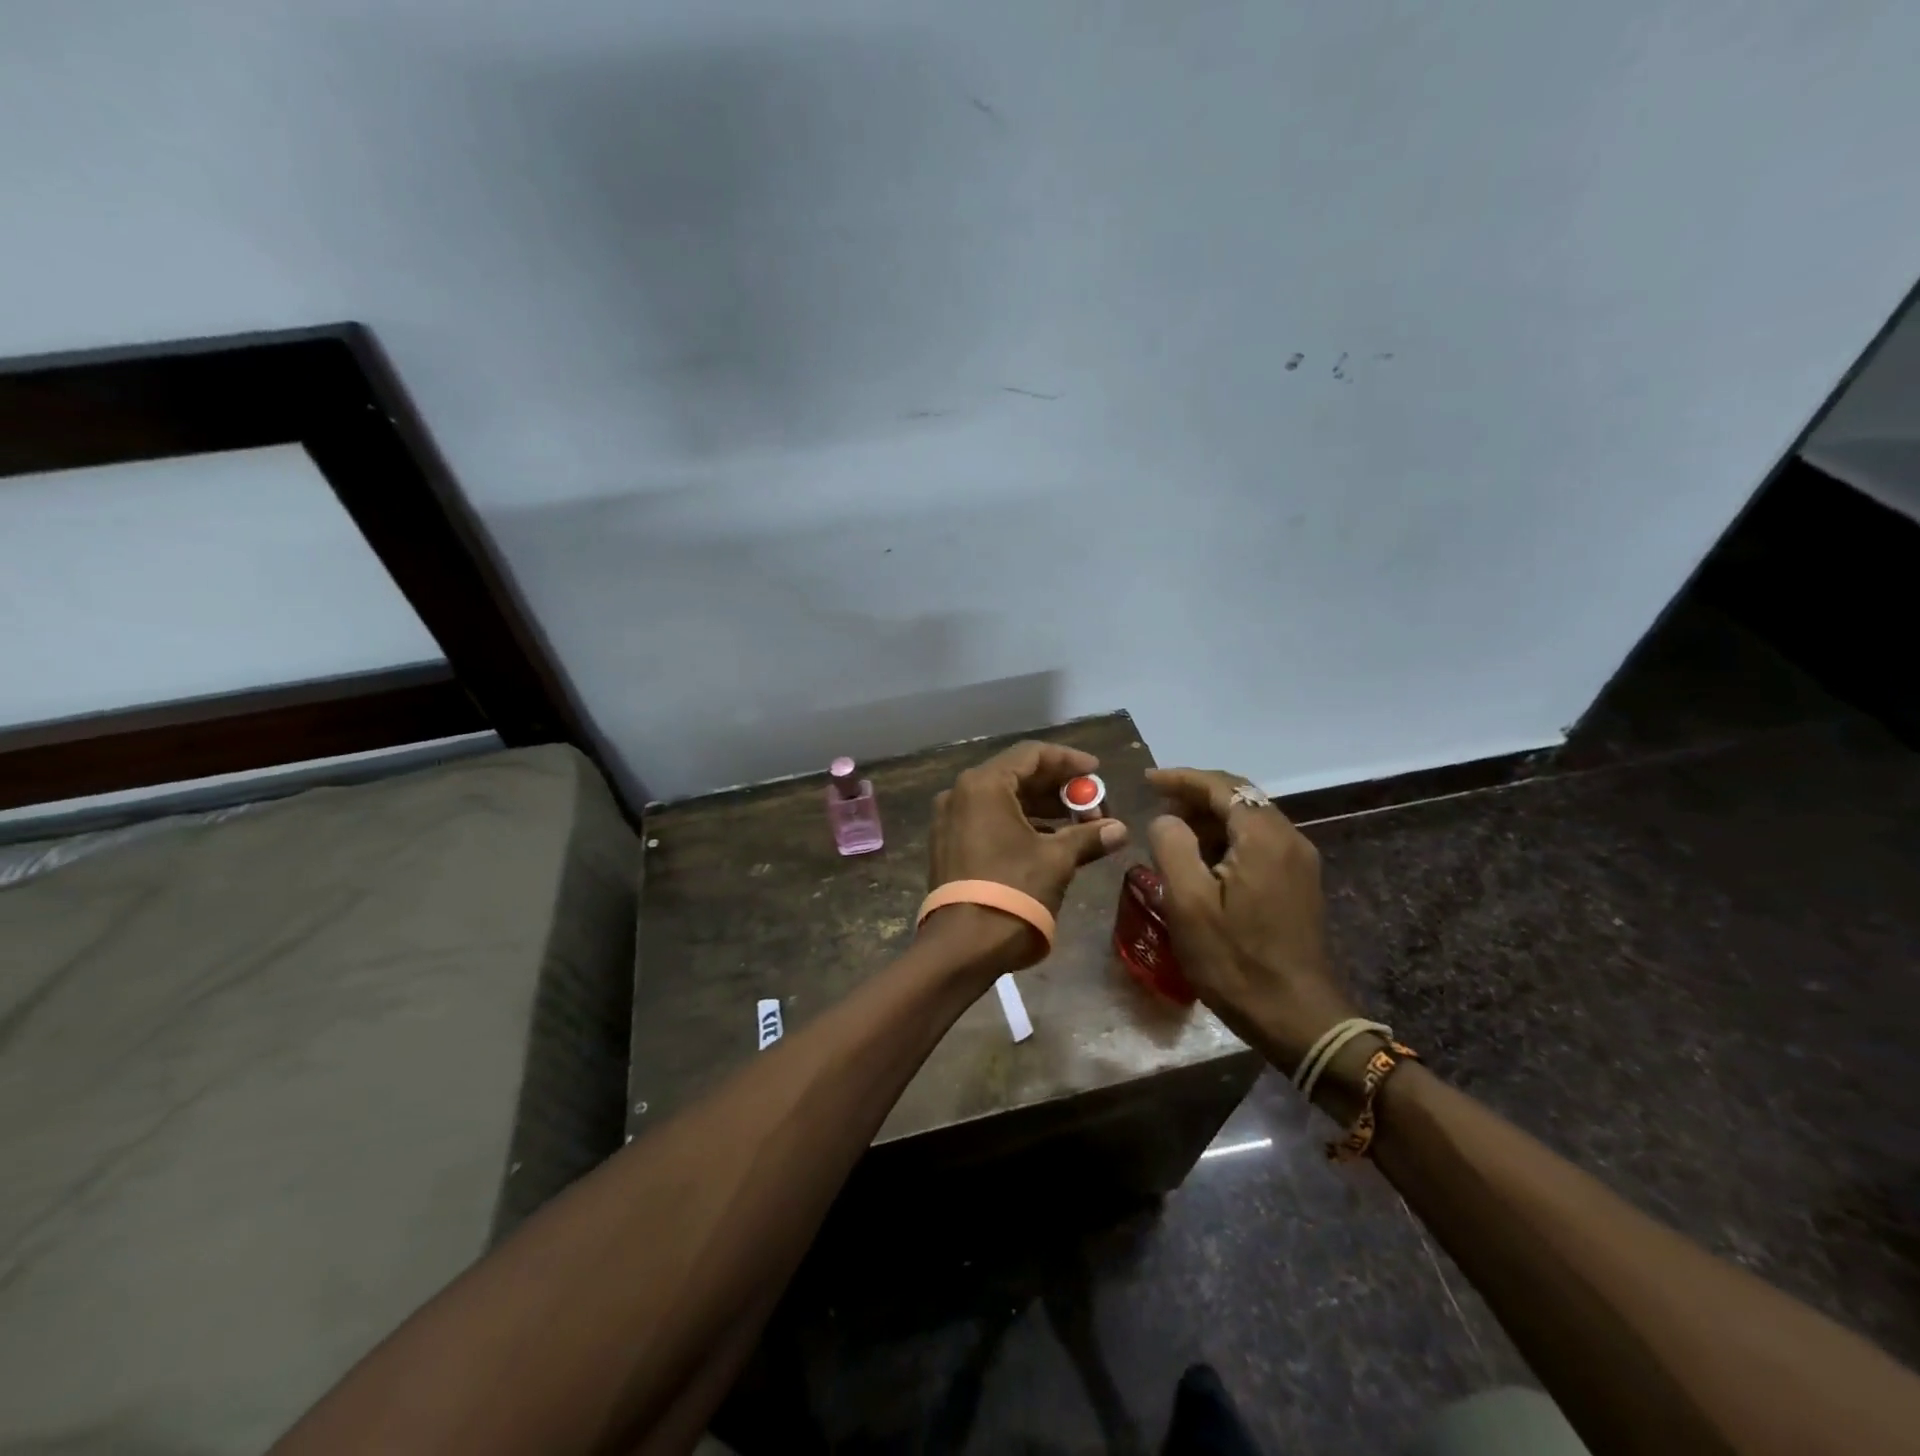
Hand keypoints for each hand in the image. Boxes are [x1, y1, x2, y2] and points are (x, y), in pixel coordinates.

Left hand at [926, 740, 1129, 967]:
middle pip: (1016, 775)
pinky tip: (1048, 840)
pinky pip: (988, 820)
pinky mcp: (948, 844)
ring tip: (1077, 823)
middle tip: (1092, 803)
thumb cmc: (1013, 891)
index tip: (1097, 772)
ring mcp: (949, 820)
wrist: (963, 945)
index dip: (1069, 761)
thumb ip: (1088, 836)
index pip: (1032, 754)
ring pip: (1002, 799)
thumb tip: (1120, 830)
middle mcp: (960, 793)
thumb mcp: (1057, 860)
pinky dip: (1019, 823)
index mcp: (984, 785)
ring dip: (1041, 807)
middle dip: (1058, 787)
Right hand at [1145, 768, 1360, 1073]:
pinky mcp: (1299, 883)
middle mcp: (1289, 839)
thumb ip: (1173, 847)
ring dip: (1210, 819)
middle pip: (1239, 798)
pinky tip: (1203, 862)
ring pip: (1249, 820)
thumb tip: (1167, 819)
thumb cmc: (1235, 961)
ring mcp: (1299, 862)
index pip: (1222, 786)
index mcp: (1264, 838)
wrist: (1297, 1018)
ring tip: (1172, 835)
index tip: (1146, 780)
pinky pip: (1258, 843)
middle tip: (1156, 808)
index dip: (1181, 778)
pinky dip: (1227, 839)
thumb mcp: (1188, 904)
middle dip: (1195, 797)